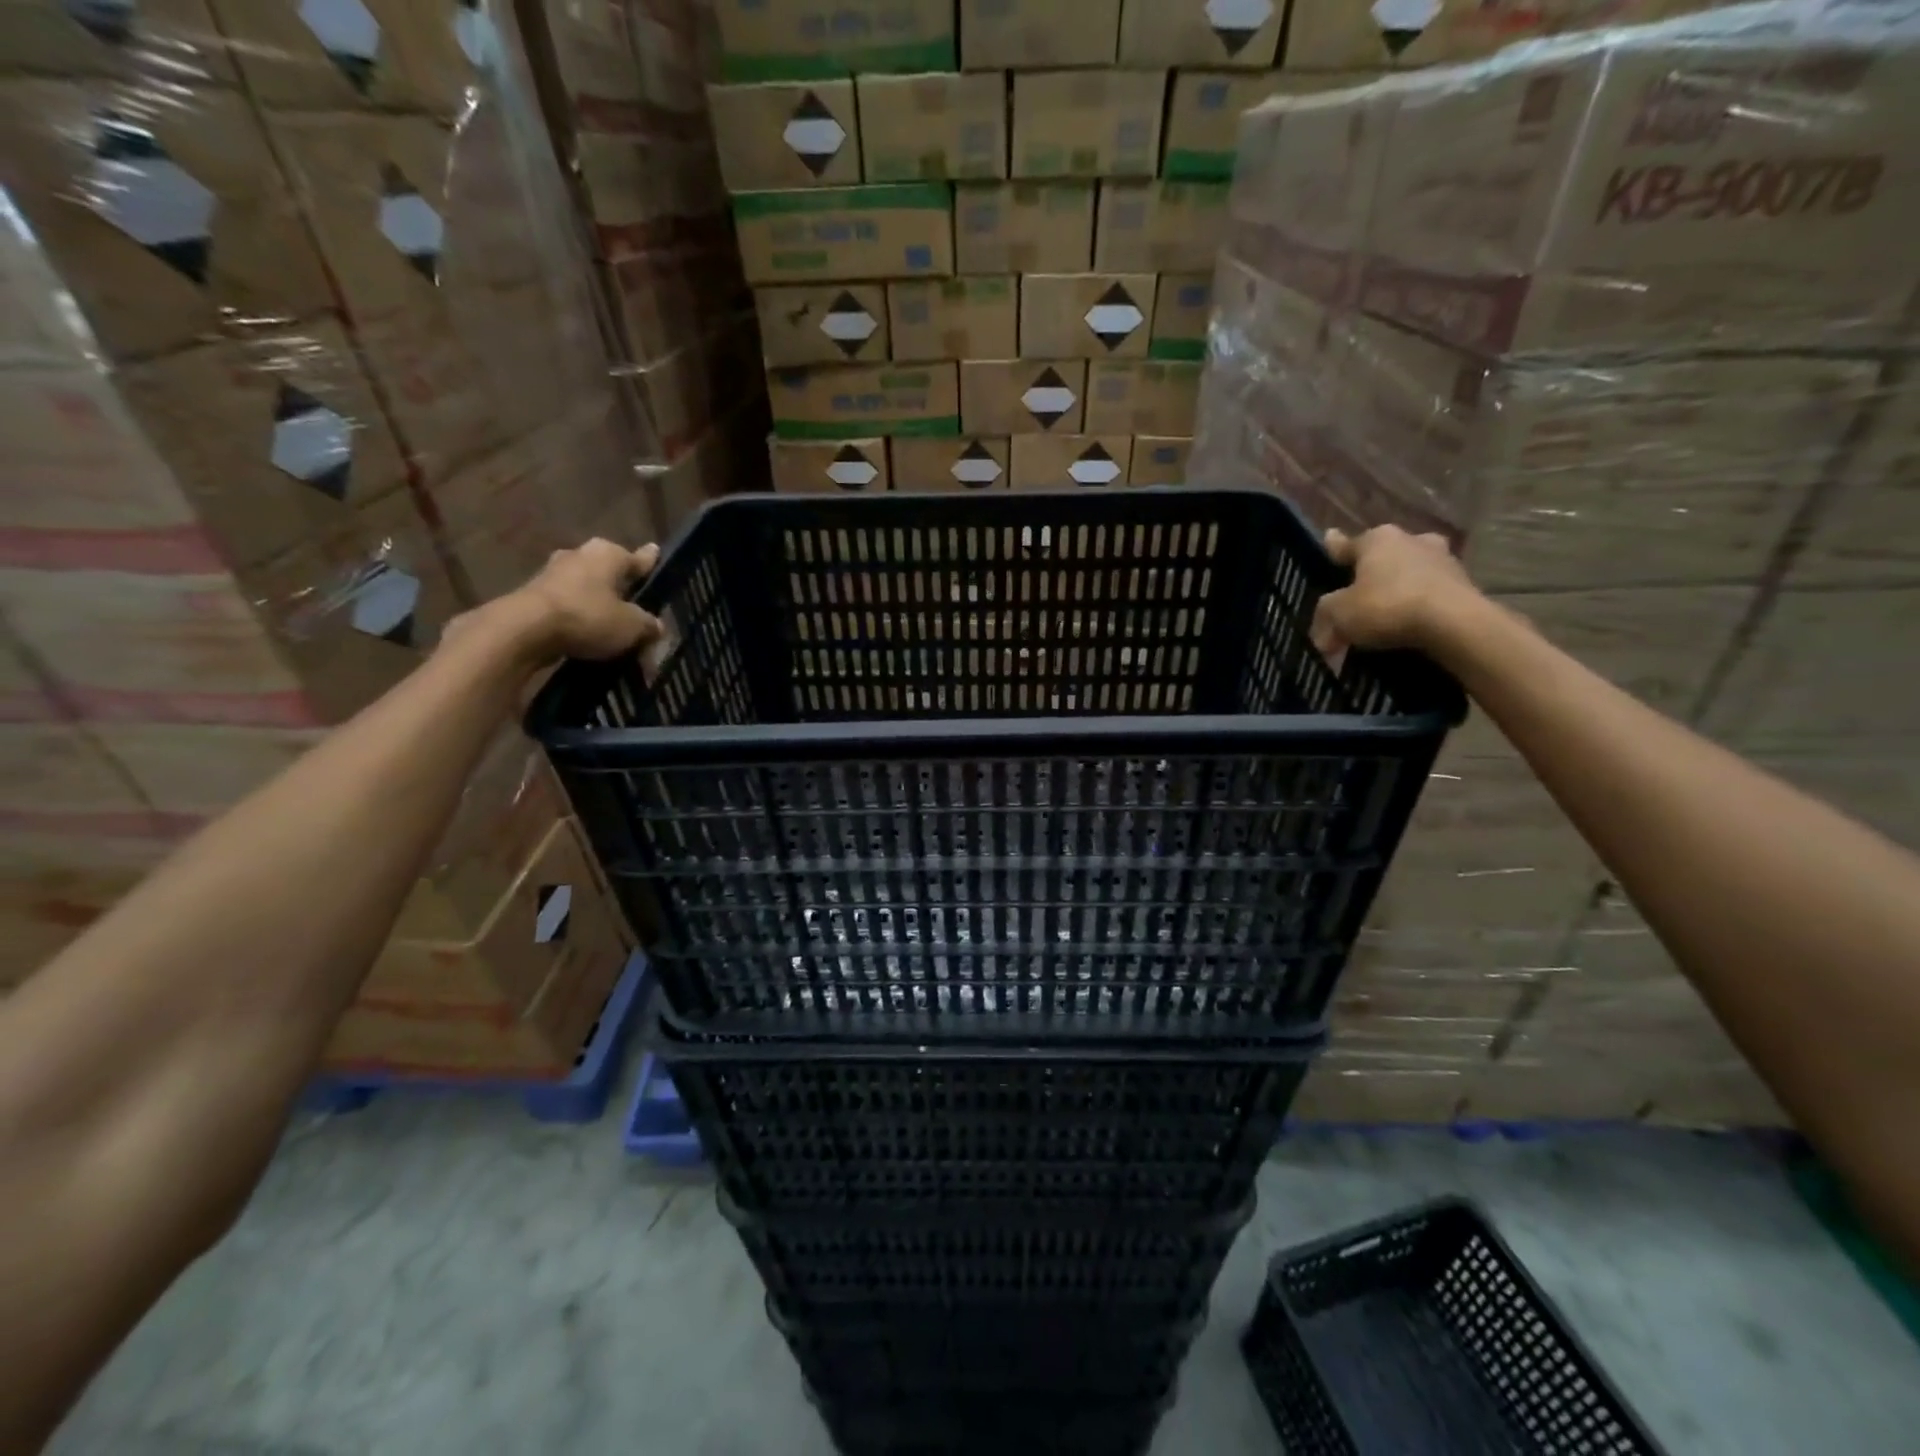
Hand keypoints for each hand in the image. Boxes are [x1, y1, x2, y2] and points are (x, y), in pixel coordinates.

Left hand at [518, 539, 662, 660]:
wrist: (524, 630)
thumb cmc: (588, 617)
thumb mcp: (632, 627)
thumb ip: (649, 625)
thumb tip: (656, 626)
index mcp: (609, 554)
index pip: (640, 558)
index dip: (650, 562)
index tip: (656, 555)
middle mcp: (581, 555)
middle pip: (610, 572)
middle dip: (622, 587)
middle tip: (636, 604)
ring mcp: (553, 572)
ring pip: (587, 588)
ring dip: (598, 603)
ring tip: (611, 625)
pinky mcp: (534, 594)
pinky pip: (568, 604)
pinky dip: (579, 616)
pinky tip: (586, 633)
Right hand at [1312, 526, 1477, 654]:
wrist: (1453, 623)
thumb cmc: (1387, 606)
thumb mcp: (1339, 614)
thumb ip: (1325, 616)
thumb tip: (1323, 635)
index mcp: (1377, 539)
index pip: (1346, 544)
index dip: (1334, 549)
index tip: (1329, 541)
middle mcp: (1412, 540)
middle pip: (1383, 556)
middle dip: (1372, 571)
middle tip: (1360, 591)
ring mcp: (1443, 559)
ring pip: (1410, 572)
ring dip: (1399, 587)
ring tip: (1387, 615)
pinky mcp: (1464, 584)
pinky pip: (1430, 593)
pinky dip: (1419, 604)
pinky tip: (1410, 624)